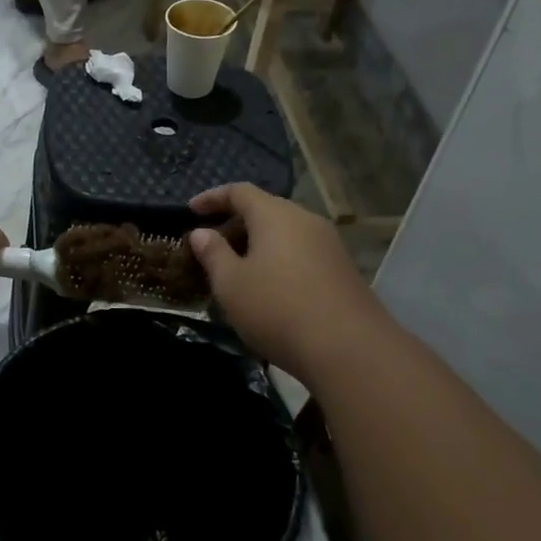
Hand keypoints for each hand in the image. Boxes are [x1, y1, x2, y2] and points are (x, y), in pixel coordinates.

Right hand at [188, 183, 387, 384]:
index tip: (190, 211)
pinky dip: (278, 260)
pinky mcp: (342, 270)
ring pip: (285, 233)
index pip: (239, 191)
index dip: (212, 197)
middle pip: (265, 210)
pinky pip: (301, 253)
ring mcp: (329, 244)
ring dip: (257, 244)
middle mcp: (305, 220)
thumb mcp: (231, 284)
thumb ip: (213, 254)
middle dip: (235, 223)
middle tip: (211, 246)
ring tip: (236, 269)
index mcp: (275, 215)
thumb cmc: (277, 309)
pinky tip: (267, 288)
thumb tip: (202, 233)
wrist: (349, 349)